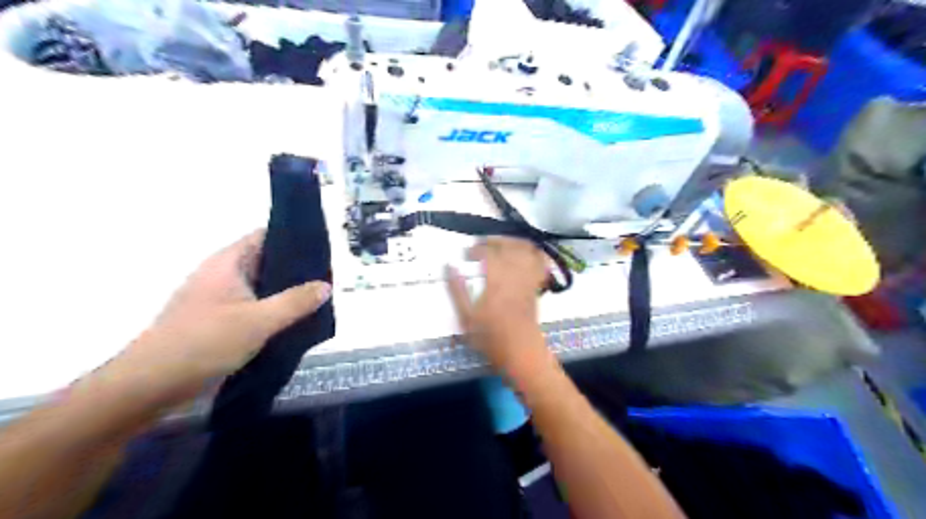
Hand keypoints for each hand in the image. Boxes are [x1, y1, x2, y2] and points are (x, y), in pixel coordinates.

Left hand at [113, 232, 331, 409]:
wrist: (150, 385)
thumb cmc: (204, 342)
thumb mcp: (259, 321)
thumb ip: (296, 302)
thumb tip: (326, 285)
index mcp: (227, 263)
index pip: (264, 237)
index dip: (292, 237)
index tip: (321, 246)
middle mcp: (221, 274)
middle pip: (264, 261)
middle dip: (295, 267)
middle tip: (328, 275)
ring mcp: (217, 298)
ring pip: (260, 285)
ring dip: (285, 290)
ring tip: (318, 295)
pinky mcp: (216, 320)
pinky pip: (252, 305)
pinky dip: (273, 308)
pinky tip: (294, 319)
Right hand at [447, 238, 547, 375]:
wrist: (520, 352)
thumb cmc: (490, 338)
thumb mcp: (466, 317)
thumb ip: (457, 290)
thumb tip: (449, 266)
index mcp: (496, 281)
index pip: (487, 253)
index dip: (476, 249)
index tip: (465, 254)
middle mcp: (514, 275)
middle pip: (509, 246)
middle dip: (494, 240)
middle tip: (481, 244)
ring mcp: (528, 279)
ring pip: (526, 250)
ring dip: (513, 242)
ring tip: (501, 244)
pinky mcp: (536, 286)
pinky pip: (540, 263)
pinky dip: (533, 253)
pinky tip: (524, 253)